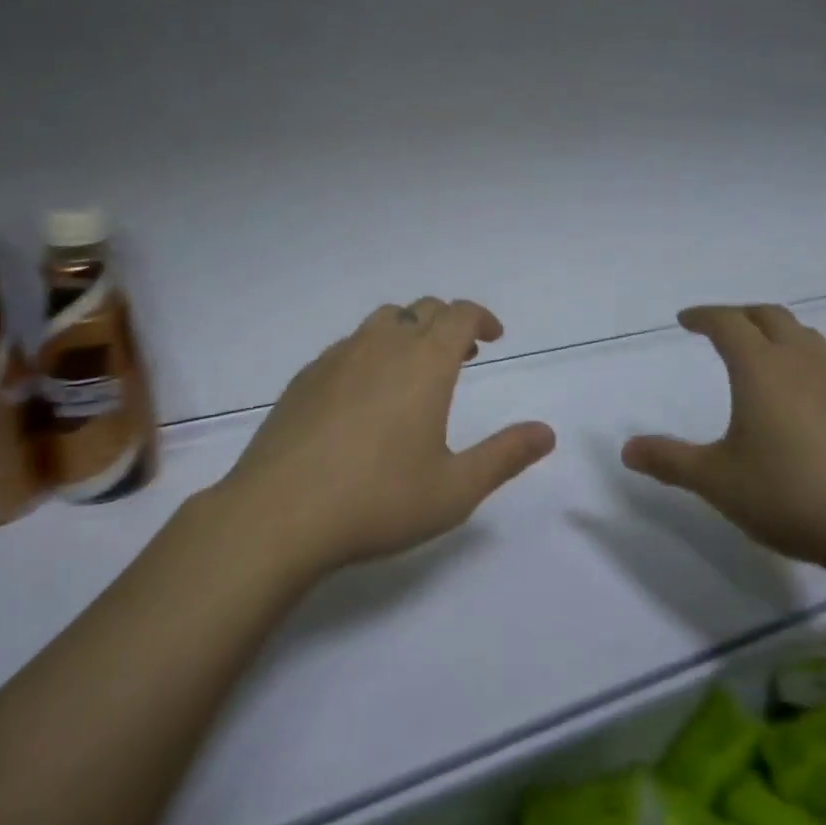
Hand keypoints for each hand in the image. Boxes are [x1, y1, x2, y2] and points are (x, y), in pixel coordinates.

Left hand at [216, 298, 555, 573]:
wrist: (278, 514)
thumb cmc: (378, 500)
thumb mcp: (454, 489)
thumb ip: (504, 456)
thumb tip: (547, 433)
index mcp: (423, 363)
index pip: (459, 314)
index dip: (481, 317)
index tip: (493, 336)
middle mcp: (381, 346)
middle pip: (422, 310)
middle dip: (449, 323)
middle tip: (463, 354)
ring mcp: (337, 357)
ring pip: (382, 321)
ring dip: (409, 332)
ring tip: (415, 369)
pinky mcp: (305, 377)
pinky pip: (348, 346)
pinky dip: (371, 352)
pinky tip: (365, 395)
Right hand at [622, 305, 825, 572]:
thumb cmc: (788, 495)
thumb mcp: (716, 481)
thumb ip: (669, 461)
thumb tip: (627, 449)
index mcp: (761, 369)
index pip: (728, 323)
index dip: (703, 316)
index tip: (685, 320)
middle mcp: (802, 363)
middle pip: (771, 317)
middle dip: (741, 315)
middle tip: (721, 327)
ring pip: (807, 337)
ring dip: (779, 334)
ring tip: (763, 354)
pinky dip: (808, 364)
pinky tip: (807, 396)